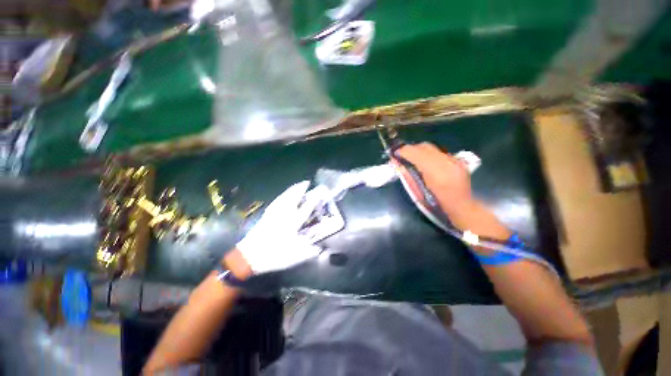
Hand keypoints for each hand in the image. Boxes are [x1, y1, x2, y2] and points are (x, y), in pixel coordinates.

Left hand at [235, 181, 321, 274]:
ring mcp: (273, 214)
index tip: (319, 193)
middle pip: (293, 197)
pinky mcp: (266, 215)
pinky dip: (282, 195)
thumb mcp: (294, 257)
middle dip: (301, 188)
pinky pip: (276, 201)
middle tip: (307, 182)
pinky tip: (283, 195)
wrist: (248, 257)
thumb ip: (309, 252)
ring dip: (292, 189)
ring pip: (284, 197)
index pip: (305, 208)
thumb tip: (320, 248)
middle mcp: (284, 215)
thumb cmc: (273, 255)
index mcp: (292, 223)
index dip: (313, 200)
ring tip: (297, 185)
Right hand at [393, 143, 472, 218]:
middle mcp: (446, 163)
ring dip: (419, 151)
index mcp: (435, 174)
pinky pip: (439, 153)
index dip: (404, 152)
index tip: (395, 153)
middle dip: (411, 149)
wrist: (461, 207)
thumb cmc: (436, 205)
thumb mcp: (418, 193)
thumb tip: (399, 164)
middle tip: (402, 155)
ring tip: (412, 157)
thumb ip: (409, 176)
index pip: (417, 154)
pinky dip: (429, 155)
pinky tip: (426, 162)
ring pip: (432, 148)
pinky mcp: (458, 161)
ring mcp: (454, 161)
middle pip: (425, 147)